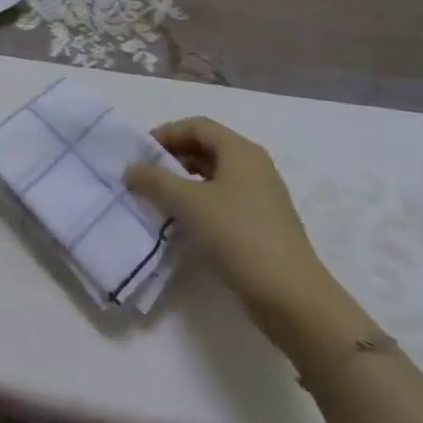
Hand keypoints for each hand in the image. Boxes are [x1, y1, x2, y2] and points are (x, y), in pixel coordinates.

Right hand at [125, 117, 340, 330]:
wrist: (291, 296)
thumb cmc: (238, 236)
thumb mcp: (189, 203)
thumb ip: (155, 180)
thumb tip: (131, 168)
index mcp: (241, 151)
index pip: (198, 126)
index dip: (167, 133)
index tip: (140, 151)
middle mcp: (255, 167)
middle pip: (207, 148)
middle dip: (174, 157)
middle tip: (145, 175)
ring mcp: (262, 197)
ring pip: (215, 176)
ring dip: (185, 182)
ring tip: (158, 199)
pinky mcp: (262, 224)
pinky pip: (224, 200)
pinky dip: (200, 202)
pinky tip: (184, 222)